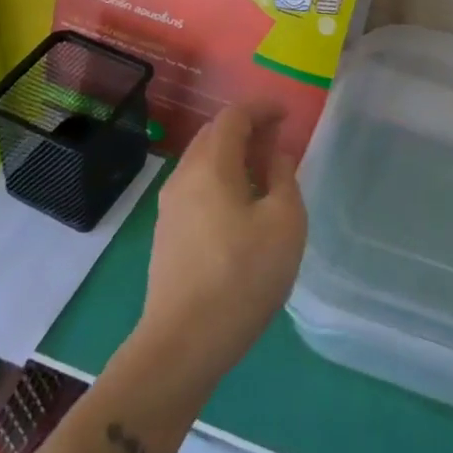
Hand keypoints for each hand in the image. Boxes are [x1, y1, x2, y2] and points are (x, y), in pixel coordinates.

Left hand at [136, 103, 307, 391]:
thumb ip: (283, 177)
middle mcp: (184, 177)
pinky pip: (196, 187)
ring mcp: (170, 207)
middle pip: (213, 135)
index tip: (286, 113)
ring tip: (263, 171)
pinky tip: (241, 205)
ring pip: (202, 162)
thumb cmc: (242, 276)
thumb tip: (275, 156)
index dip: (261, 108)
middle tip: (277, 139)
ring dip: (232, 155)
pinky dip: (221, 178)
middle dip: (245, 128)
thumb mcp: (284, 222)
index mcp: (211, 165)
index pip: (233, 116)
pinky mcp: (166, 234)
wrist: (183, 344)